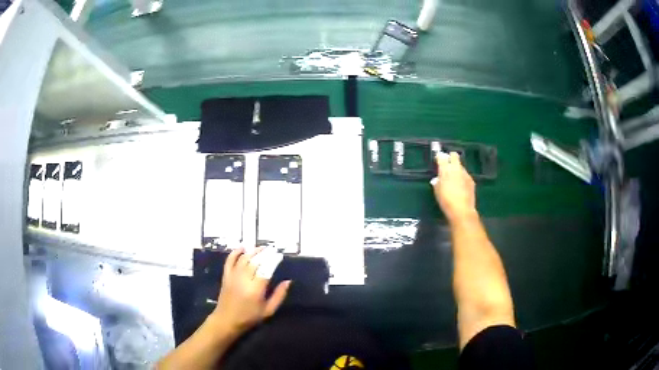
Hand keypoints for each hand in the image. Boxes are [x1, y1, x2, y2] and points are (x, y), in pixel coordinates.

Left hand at [210, 248, 290, 335]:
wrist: (227, 320)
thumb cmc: (250, 317)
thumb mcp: (268, 310)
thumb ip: (279, 295)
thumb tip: (288, 281)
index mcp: (256, 289)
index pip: (266, 269)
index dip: (273, 260)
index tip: (279, 255)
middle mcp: (244, 280)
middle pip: (255, 261)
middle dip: (265, 253)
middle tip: (272, 249)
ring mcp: (233, 276)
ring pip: (244, 259)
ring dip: (253, 251)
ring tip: (262, 248)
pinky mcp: (226, 276)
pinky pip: (230, 260)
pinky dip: (235, 252)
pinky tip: (243, 248)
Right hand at [432, 152, 476, 222]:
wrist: (461, 210)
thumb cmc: (446, 201)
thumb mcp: (437, 191)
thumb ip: (437, 182)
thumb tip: (437, 179)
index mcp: (445, 170)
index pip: (441, 157)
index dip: (439, 156)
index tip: (438, 158)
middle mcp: (456, 168)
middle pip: (454, 155)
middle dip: (450, 157)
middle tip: (447, 164)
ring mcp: (465, 174)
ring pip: (460, 166)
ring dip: (457, 169)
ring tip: (454, 178)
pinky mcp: (471, 180)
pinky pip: (465, 175)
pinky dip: (462, 177)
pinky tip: (461, 186)